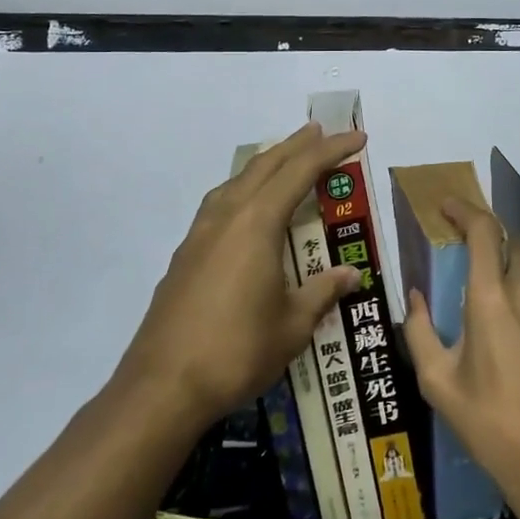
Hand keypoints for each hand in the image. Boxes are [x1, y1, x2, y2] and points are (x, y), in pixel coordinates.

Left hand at [116, 123, 364, 431]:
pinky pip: (219, 205)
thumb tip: (350, 274)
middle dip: (295, 146)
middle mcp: (226, 218)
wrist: (162, 387)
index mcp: (256, 224)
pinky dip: (242, 191)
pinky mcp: (184, 257)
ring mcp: (199, 236)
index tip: (357, 139)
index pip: (300, 173)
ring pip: (235, 183)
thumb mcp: (293, 325)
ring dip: (264, 166)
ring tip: (284, 161)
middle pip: (264, 167)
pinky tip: (246, 210)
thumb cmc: (237, 351)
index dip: (331, 152)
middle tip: (320, 132)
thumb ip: (322, 292)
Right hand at [401, 197, 519, 497]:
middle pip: (512, 246)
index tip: (447, 207)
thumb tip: (416, 297)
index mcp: (493, 299)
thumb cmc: (489, 423)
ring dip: (508, 282)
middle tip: (465, 265)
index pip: (484, 231)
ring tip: (490, 319)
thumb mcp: (438, 382)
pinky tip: (517, 347)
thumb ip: (421, 330)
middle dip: (489, 245)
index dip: (465, 210)